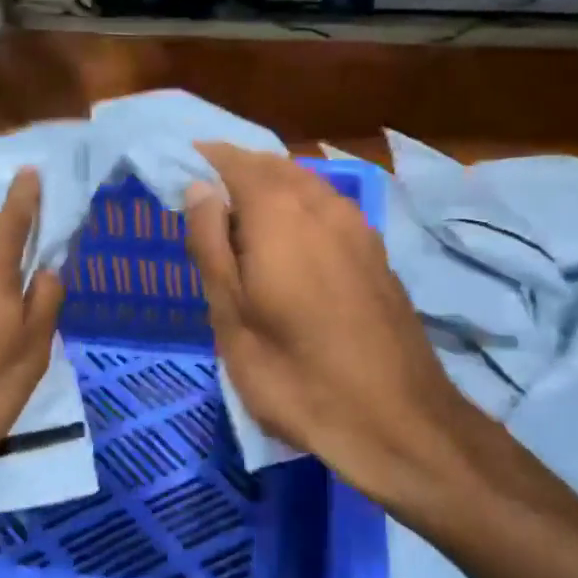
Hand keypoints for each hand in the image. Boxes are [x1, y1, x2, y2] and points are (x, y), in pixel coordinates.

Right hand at [184, 144, 487, 519]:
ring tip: (242, 219)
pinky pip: (329, 207)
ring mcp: (357, 225)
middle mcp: (322, 203)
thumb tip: (199, 188)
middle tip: (206, 198)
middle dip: (238, 170)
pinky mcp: (376, 251)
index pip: (235, 161)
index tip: (180, 168)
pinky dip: (300, 207)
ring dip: (271, 187)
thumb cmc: (296, 374)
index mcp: (279, 212)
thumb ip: (211, 245)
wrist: (397, 418)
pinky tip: (291, 241)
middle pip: (273, 166)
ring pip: (306, 184)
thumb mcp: (231, 318)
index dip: (205, 158)